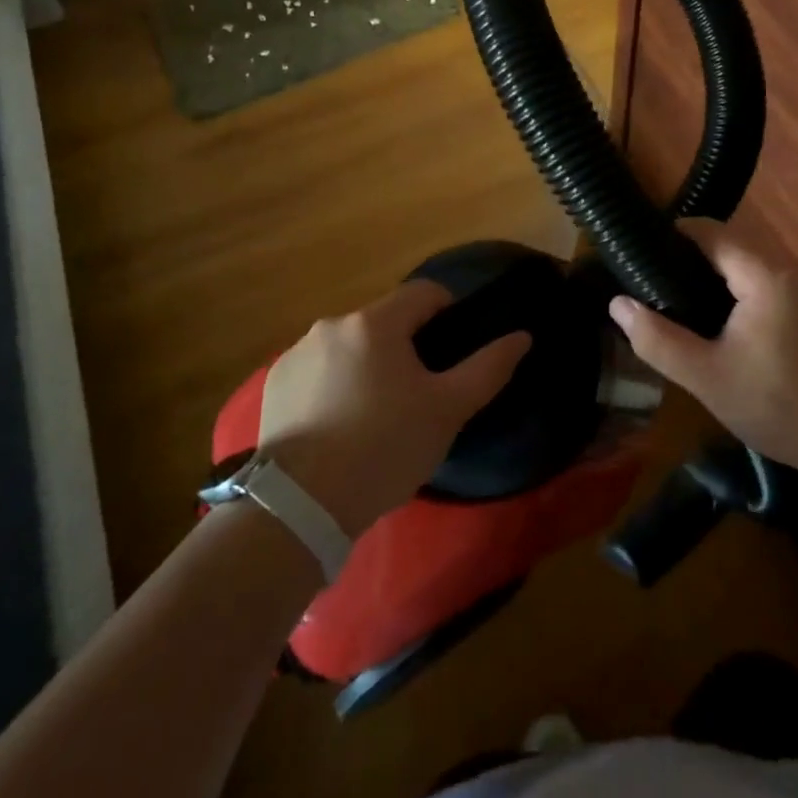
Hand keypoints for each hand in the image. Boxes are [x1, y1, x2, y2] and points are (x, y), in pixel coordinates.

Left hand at [257, 281, 530, 535]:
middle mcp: (332, 325)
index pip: (424, 292)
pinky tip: (337, 425)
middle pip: (384, 320)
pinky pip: (317, 369)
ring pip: (349, 345)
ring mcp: (297, 352)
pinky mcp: (275, 382)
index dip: (447, 312)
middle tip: (415, 395)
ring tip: (374, 415)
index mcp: (376, 323)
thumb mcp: (448, 411)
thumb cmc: (384, 448)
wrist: (301, 504)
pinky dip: (332, 384)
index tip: (452, 350)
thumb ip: (488, 368)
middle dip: (404, 346)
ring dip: (367, 364)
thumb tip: (522, 336)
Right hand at [606, 219, 797, 474]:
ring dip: (719, 279)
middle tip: (656, 288)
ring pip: (753, 267)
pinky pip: (772, 285)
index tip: (640, 255)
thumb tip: (618, 304)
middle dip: (692, 260)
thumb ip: (657, 339)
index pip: (711, 231)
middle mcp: (793, 269)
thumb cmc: (780, 406)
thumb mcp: (707, 377)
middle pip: (732, 246)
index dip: (673, 235)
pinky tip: (728, 328)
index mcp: (766, 274)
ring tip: (684, 307)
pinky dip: (744, 294)